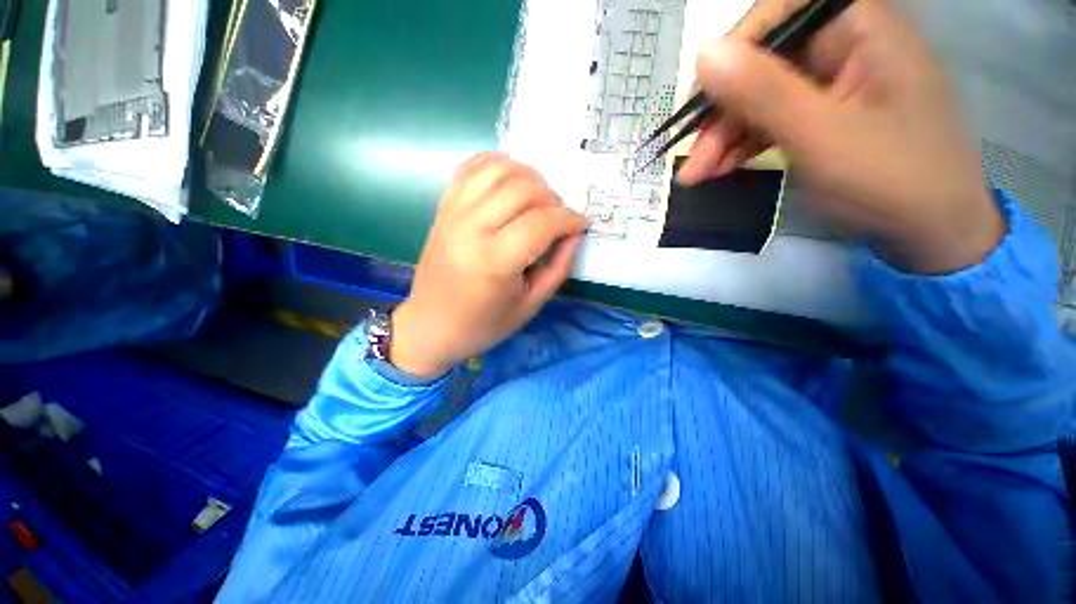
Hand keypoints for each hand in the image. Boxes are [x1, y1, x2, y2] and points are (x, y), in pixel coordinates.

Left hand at [389, 154, 587, 378]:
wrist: (431, 324)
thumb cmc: (483, 323)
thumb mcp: (530, 304)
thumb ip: (558, 267)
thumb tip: (575, 234)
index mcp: (495, 260)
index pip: (542, 222)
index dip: (569, 220)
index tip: (580, 225)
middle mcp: (472, 228)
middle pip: (523, 189)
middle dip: (552, 198)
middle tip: (559, 218)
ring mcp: (454, 213)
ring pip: (498, 170)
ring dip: (528, 176)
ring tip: (539, 197)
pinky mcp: (444, 208)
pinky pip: (470, 168)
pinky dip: (496, 164)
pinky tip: (511, 180)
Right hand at [678, 0, 1002, 273]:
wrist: (931, 232)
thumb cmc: (891, 180)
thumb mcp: (821, 136)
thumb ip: (763, 93)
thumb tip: (703, 54)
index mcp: (860, 25)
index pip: (779, 12)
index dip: (732, 53)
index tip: (697, 102)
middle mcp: (845, 42)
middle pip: (762, 62)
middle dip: (721, 114)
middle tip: (692, 160)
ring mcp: (833, 81)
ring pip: (760, 97)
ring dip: (723, 137)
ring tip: (696, 177)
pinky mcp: (823, 113)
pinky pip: (770, 120)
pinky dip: (742, 146)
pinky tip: (717, 170)